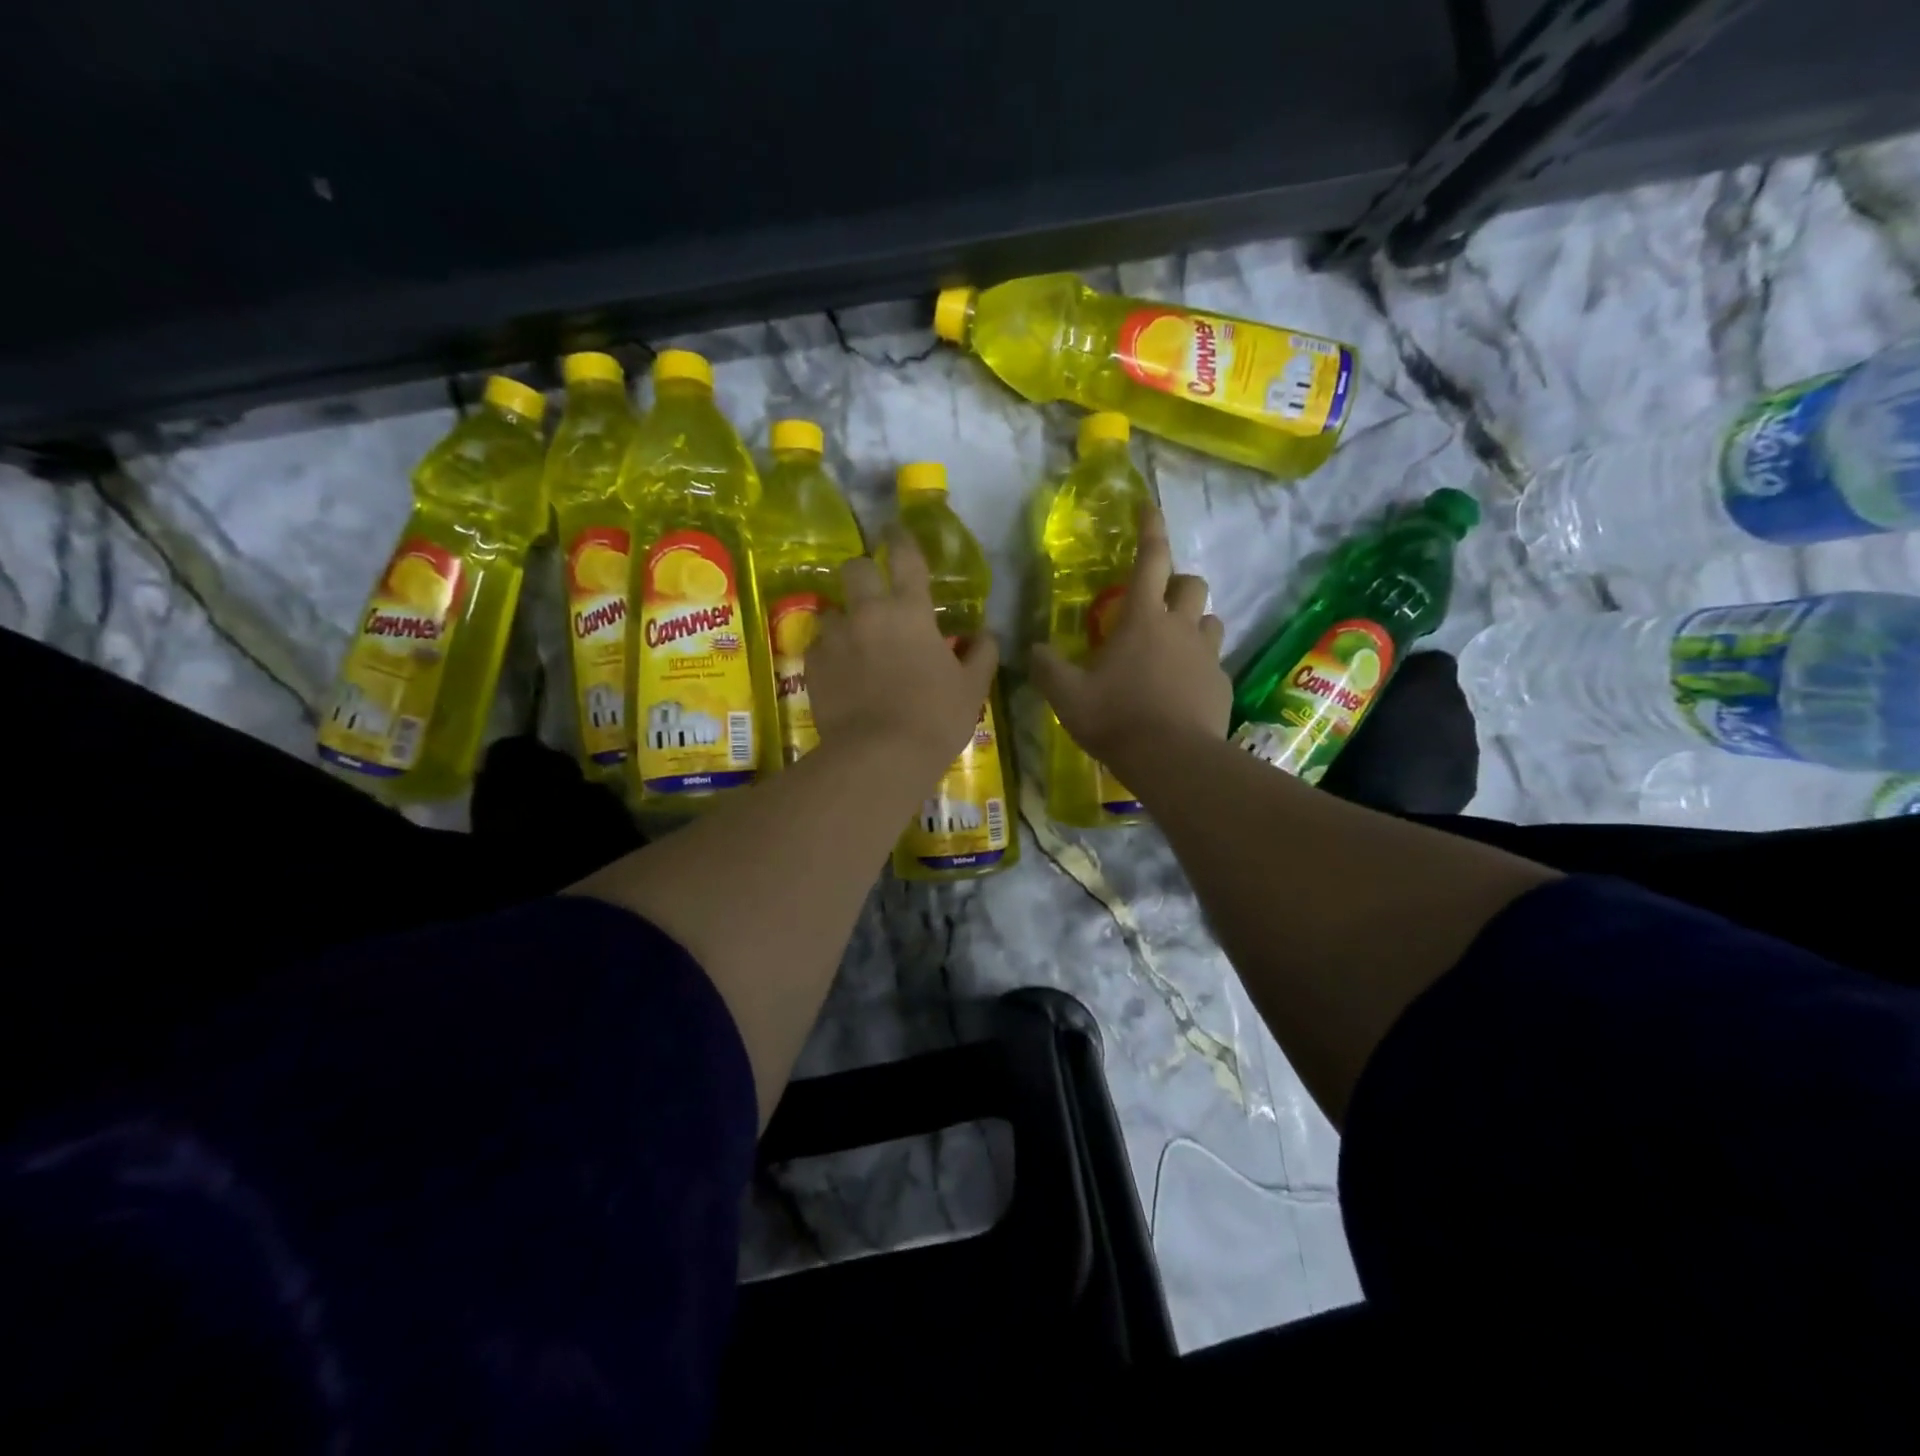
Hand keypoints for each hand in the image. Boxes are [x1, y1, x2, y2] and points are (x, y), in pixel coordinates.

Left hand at [807, 526, 1000, 769]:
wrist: (880, 756)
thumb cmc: (935, 718)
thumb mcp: (972, 688)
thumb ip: (982, 653)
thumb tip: (986, 634)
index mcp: (911, 611)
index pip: (906, 557)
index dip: (901, 538)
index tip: (895, 530)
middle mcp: (869, 613)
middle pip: (855, 569)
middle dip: (862, 572)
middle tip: (873, 594)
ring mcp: (836, 637)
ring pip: (833, 611)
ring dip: (845, 621)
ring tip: (856, 647)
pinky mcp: (813, 664)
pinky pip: (819, 646)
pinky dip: (831, 653)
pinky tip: (841, 675)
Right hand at [1029, 507, 1229, 769]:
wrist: (1172, 760)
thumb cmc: (1115, 718)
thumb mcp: (1067, 696)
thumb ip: (1047, 668)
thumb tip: (1034, 650)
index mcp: (1141, 619)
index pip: (1150, 559)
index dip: (1150, 529)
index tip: (1148, 507)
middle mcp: (1179, 627)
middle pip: (1191, 584)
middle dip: (1178, 582)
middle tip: (1159, 601)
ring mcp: (1206, 656)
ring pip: (1210, 620)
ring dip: (1193, 623)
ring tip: (1173, 646)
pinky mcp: (1222, 684)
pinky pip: (1214, 662)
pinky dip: (1200, 666)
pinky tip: (1184, 689)